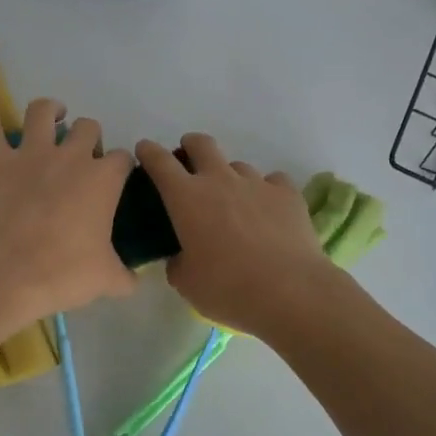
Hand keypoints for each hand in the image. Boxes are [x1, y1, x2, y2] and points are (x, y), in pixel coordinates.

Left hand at [0, 94, 135, 326]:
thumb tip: (135, 281)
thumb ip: (126, 276)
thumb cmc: (63, 274)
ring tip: (54, 117)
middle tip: (81, 160)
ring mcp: (32, 154)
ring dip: (51, 111)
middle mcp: (72, 156)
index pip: (122, 159)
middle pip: (89, 128)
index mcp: (104, 179)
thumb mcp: (106, 280)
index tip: (115, 182)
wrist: (8, 276)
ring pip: (44, 112)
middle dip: (89, 139)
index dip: (120, 168)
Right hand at [135, 133, 335, 336]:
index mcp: (186, 198)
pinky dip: (265, 192)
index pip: (159, 162)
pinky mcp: (287, 193)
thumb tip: (181, 256)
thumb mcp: (186, 283)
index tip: (144, 150)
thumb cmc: (228, 288)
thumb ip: (177, 262)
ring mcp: (256, 183)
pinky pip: (272, 181)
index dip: (149, 152)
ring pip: (237, 165)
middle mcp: (219, 180)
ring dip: (229, 178)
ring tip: (234, 203)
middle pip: (201, 144)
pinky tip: (268, 211)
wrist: (290, 292)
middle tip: (188, 162)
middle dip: (190, 146)